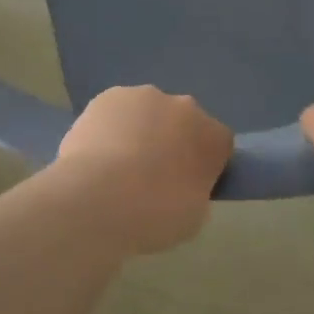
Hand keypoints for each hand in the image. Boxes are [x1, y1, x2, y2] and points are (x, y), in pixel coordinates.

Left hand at [55, 85, 232, 254]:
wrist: (98, 197)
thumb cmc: (153, 214)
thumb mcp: (193, 217)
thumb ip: (195, 191)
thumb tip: (183, 184)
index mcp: (214, 137)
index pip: (218, 145)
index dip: (204, 165)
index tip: (188, 186)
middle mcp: (185, 107)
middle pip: (184, 122)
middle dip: (172, 142)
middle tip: (151, 177)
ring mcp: (146, 96)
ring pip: (149, 113)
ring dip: (141, 132)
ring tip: (117, 169)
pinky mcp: (109, 95)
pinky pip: (117, 112)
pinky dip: (111, 128)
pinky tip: (95, 155)